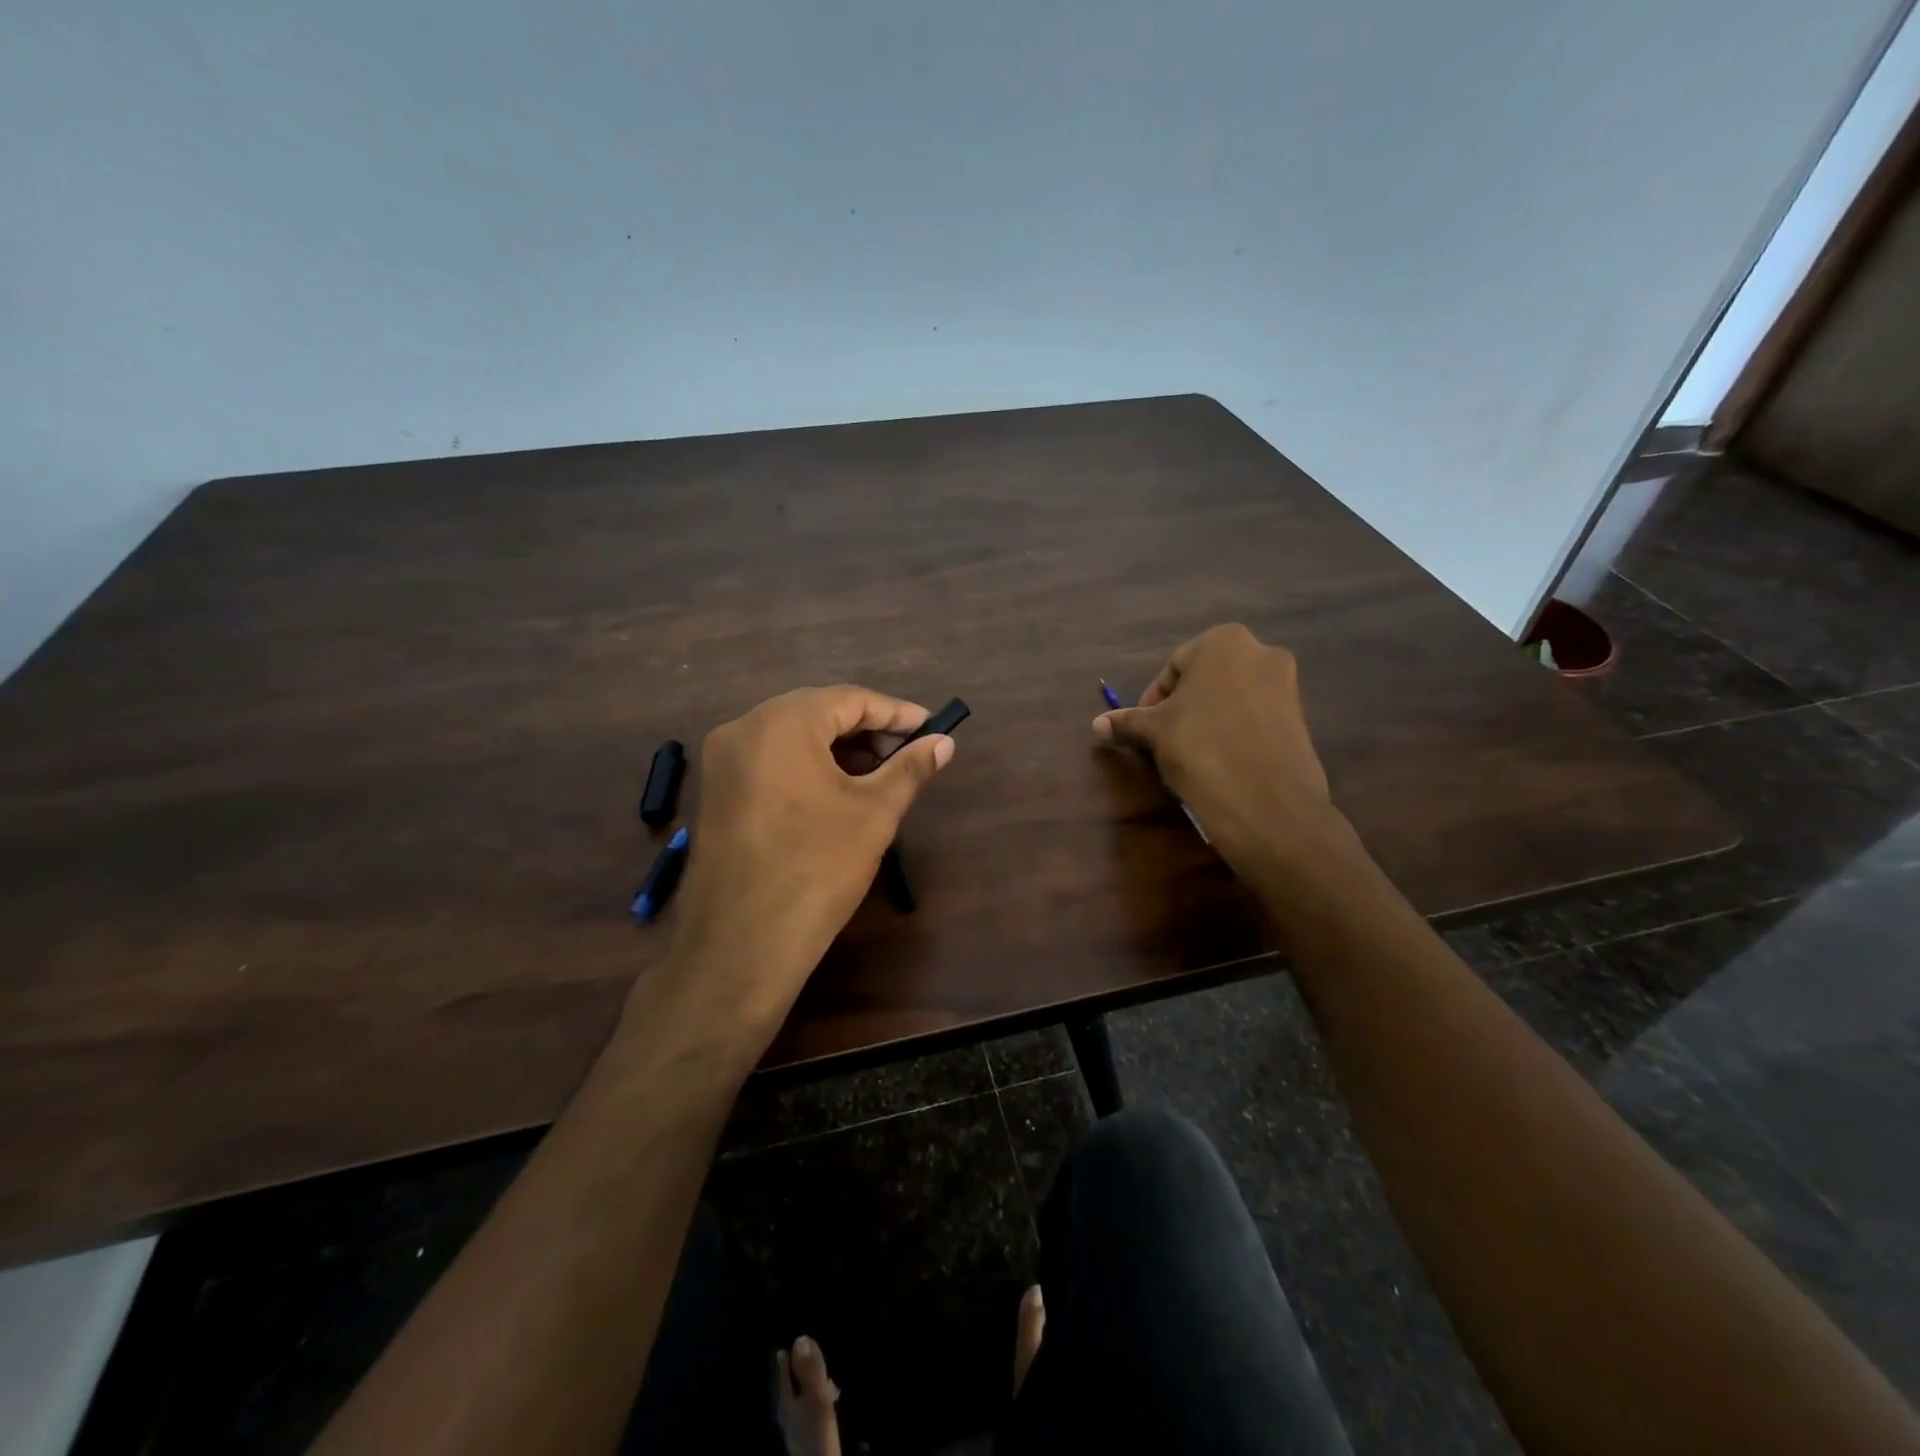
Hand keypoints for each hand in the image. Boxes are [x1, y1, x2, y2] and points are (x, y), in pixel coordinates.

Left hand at [663, 686, 954, 1028]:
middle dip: (867, 730)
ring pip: (791, 736)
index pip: (849, 699)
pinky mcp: (716, 791)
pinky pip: (770, 760)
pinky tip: (836, 791)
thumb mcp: (874, 813)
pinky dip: (807, 765)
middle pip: (817, 712)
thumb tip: (945, 743)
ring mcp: (722, 761)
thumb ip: (910, 768)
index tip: (931, 728)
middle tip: (908, 753)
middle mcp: (743, 728)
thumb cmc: (817, 868)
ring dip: (837, 748)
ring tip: (878, 775)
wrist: (741, 944)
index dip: (896, 713)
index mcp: (781, 723)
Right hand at [1093, 624, 1344, 865]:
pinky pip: (1254, 718)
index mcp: (1223, 641)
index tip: (1143, 729)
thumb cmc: (1200, 748)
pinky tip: (1219, 761)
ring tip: (1189, 754)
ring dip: (1206, 720)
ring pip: (1230, 698)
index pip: (1173, 667)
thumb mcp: (1154, 732)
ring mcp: (1286, 685)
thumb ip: (1127, 721)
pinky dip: (1234, 732)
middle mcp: (1261, 652)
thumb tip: (1097, 724)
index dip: (1152, 700)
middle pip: (1204, 680)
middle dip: (1181, 708)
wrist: (1266, 803)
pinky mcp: (1300, 718)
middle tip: (1163, 740)